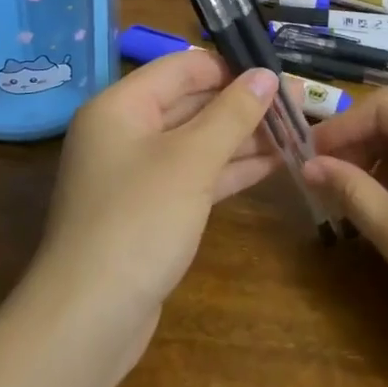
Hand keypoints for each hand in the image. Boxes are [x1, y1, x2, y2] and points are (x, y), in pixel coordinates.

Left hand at [35, 50, 281, 362]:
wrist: (88, 319)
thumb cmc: (138, 221)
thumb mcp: (191, 160)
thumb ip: (232, 114)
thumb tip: (267, 75)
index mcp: (121, 105)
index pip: (183, 67)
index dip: (232, 66)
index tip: (280, 73)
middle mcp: (125, 131)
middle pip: (192, 103)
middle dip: (244, 104)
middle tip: (299, 104)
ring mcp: (137, 174)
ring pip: (198, 141)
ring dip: (244, 137)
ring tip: (298, 131)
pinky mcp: (151, 210)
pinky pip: (195, 175)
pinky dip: (231, 168)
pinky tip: (275, 163)